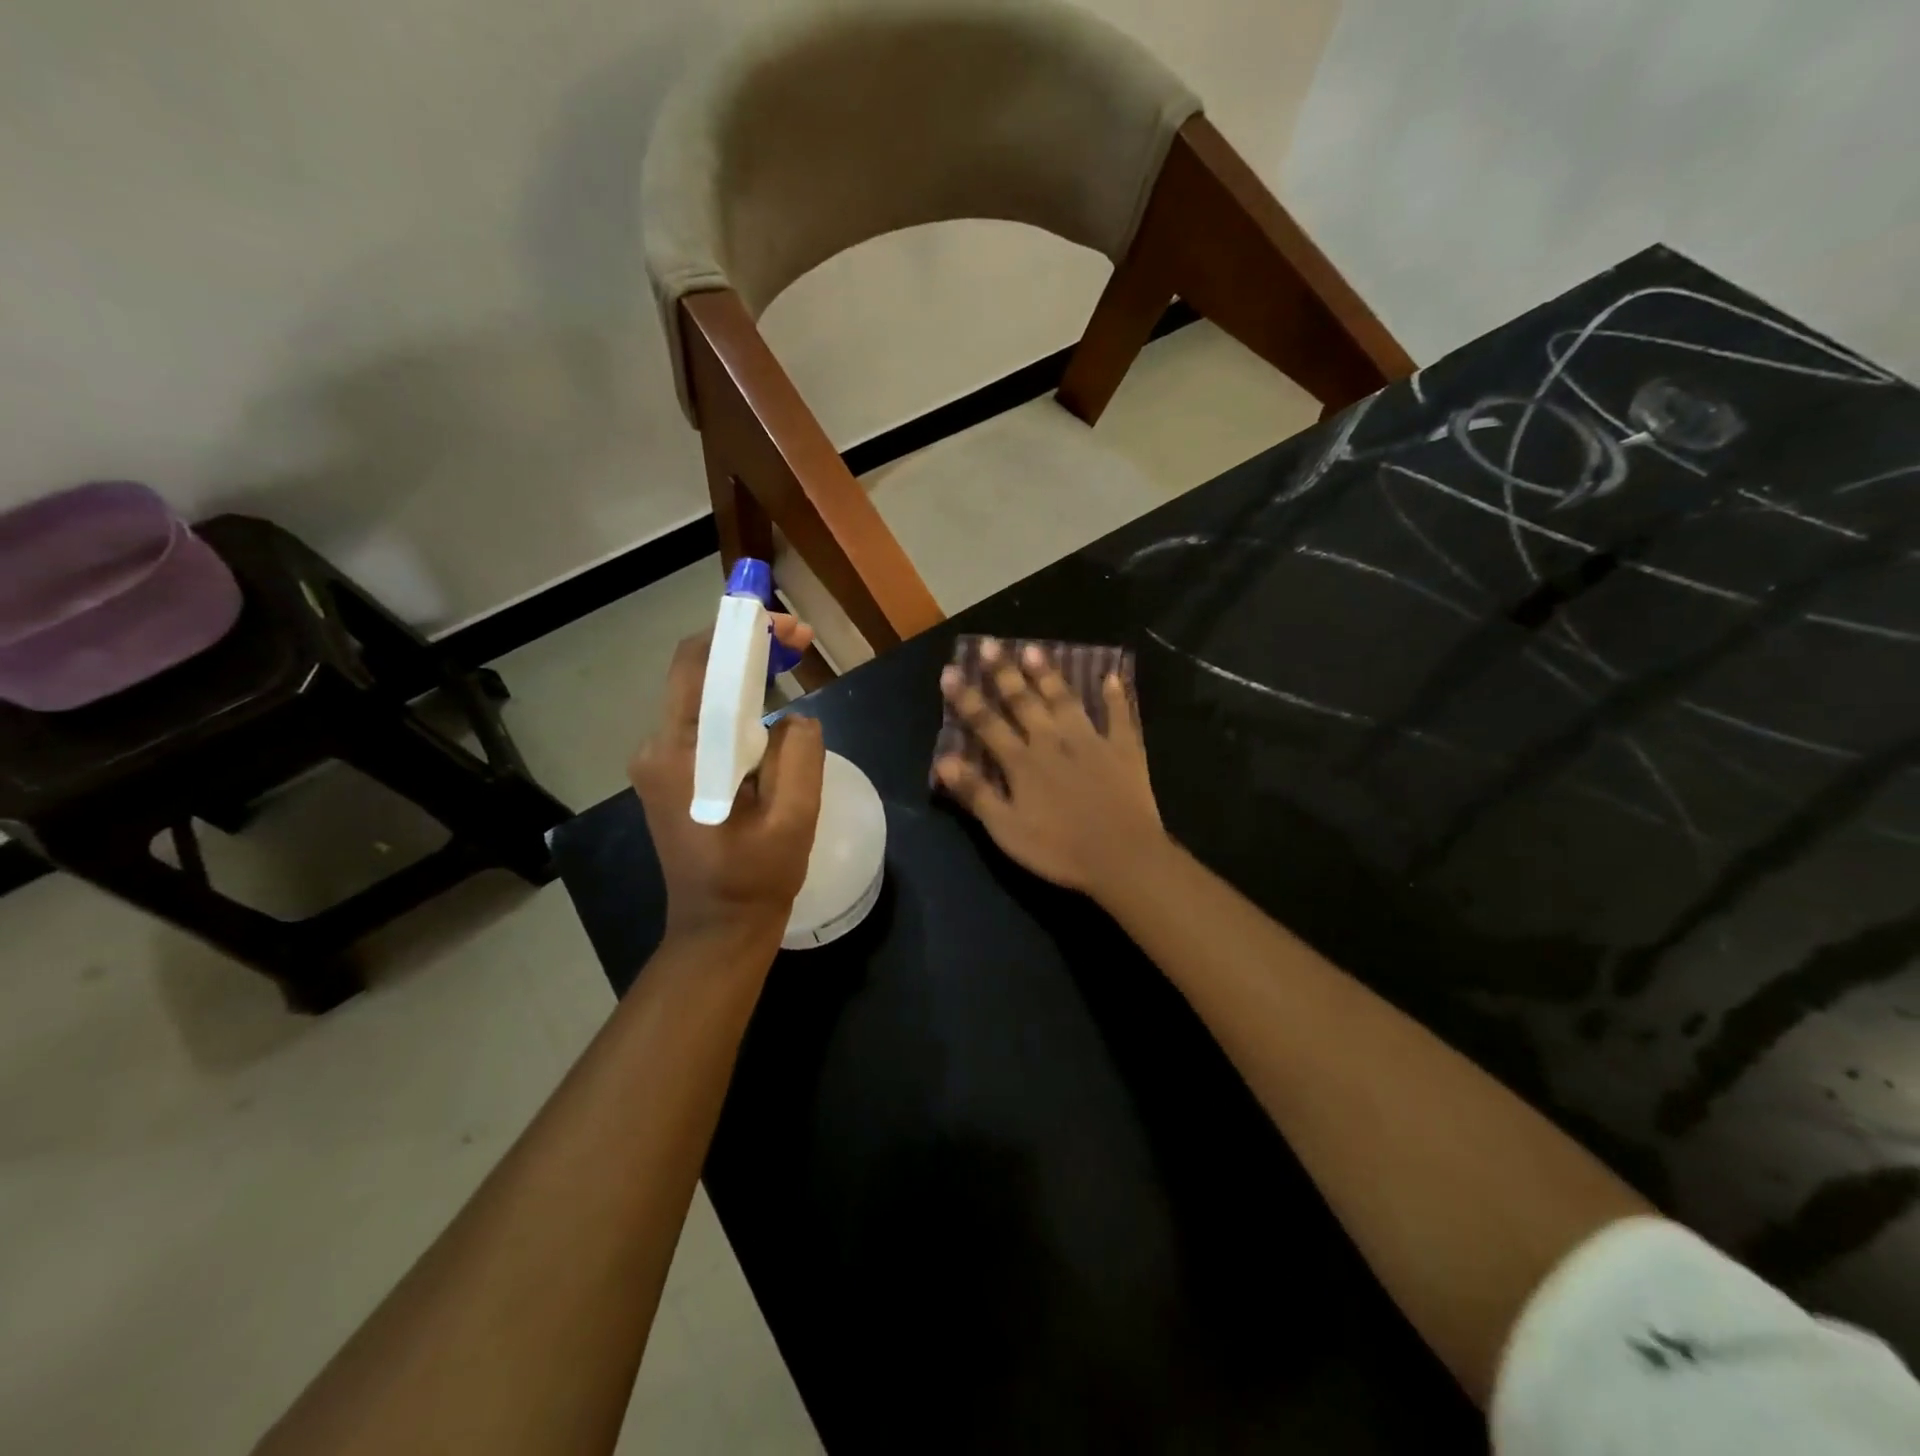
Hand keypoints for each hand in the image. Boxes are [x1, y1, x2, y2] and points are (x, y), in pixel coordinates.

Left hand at [628, 616, 823, 953]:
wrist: (716, 929)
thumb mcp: (794, 817)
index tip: (789, 626)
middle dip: (746, 646)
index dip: (742, 632)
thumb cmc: (756, 878)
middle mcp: (657, 748)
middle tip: (800, 640)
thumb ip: (799, 754)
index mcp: (682, 755)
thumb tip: (795, 717)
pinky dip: (736, 703)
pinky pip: (703, 721)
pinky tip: (769, 709)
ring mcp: (659, 761)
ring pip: (701, 694)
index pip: (700, 666)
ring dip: (744, 673)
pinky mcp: (669, 772)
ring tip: (792, 664)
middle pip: (697, 672)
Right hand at [935, 639, 1166, 899]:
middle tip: (991, 644)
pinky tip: (1113, 675)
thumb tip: (942, 759)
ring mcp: (1091, 741)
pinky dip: (1116, 696)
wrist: (1122, 857)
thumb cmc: (1058, 849)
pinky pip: (1120, 716)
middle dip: (1004, 673)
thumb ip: (975, 792)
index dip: (966, 697)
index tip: (950, 670)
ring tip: (1035, 649)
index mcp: (1022, 762)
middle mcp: (1053, 741)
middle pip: (1024, 702)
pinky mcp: (1124, 750)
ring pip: (1065, 700)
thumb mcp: (1006, 829)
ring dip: (1049, 675)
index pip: (986, 723)